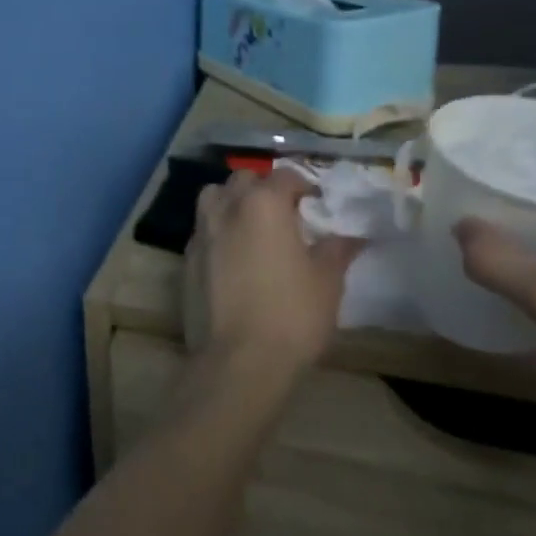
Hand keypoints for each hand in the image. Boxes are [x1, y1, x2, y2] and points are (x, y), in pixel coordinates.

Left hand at [184, 167, 363, 387]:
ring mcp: (201, 233)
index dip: (303, 185)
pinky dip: (217, 231)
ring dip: (232, 202)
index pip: (284, 176)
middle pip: (242, 180)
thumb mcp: (327, 281)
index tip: (317, 204)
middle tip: (284, 213)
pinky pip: (202, 230)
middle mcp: (226, 208)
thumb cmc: (291, 314)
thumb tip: (350, 235)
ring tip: (253, 227)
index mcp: (263, 204)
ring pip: (213, 198)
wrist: (239, 359)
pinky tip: (233, 256)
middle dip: (263, 188)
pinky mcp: (186, 259)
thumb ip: (336, 249)